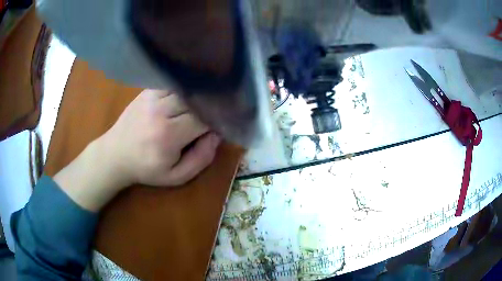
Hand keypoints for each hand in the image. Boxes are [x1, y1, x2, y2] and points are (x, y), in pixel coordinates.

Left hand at [54, 89, 220, 211]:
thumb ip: (201, 158)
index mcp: (168, 135)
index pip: (203, 118)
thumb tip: (217, 134)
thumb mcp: (176, 176)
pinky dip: (184, 89)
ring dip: (197, 96)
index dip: (216, 120)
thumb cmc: (146, 169)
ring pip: (186, 88)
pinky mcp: (147, 91)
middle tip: (211, 115)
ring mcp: (152, 97)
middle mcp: (160, 110)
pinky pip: (172, 84)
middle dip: (208, 106)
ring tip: (200, 105)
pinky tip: (186, 96)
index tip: (220, 125)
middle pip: (196, 99)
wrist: (114, 155)